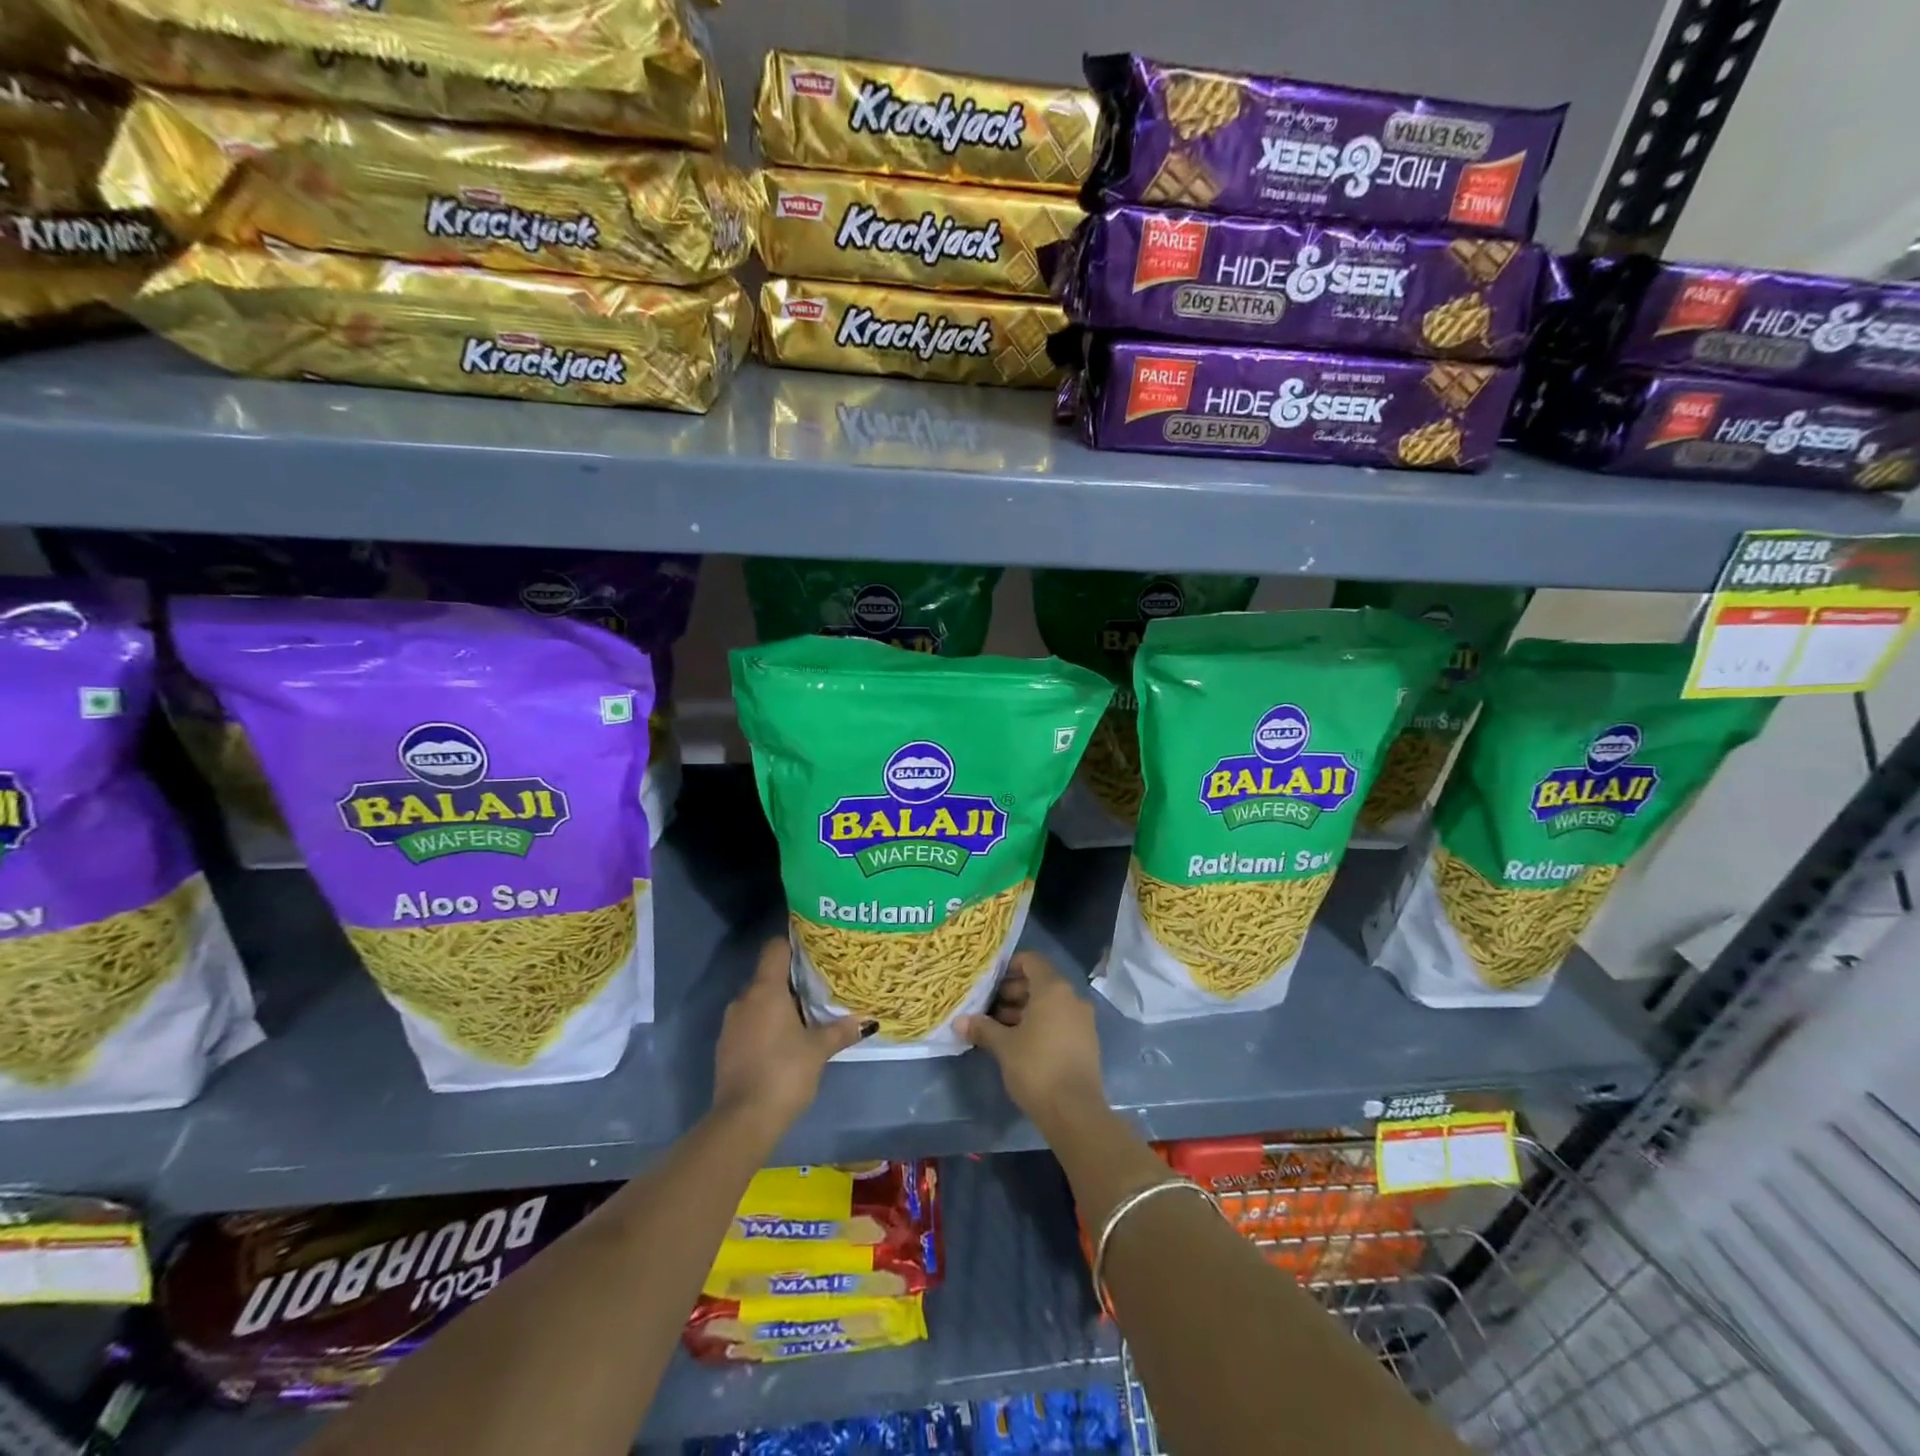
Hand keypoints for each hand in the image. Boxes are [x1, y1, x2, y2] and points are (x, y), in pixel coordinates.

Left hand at [712, 939, 869, 1136]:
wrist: (743, 1120)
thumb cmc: (784, 1072)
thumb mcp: (819, 1049)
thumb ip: (841, 1030)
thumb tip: (866, 1020)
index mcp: (765, 990)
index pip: (775, 948)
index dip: (793, 944)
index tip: (814, 949)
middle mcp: (744, 999)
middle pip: (768, 975)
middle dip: (791, 979)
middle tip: (819, 984)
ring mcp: (731, 1024)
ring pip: (758, 1001)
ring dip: (778, 1004)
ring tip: (806, 1013)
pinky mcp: (726, 1047)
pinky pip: (750, 1023)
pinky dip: (766, 1025)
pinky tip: (785, 1040)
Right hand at [957, 952, 1106, 1133]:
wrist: (1075, 1111)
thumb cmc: (1036, 1067)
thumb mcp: (1004, 1046)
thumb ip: (983, 1028)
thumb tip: (959, 1021)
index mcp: (1053, 989)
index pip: (1031, 961)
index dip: (1009, 966)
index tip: (989, 982)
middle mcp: (1072, 998)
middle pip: (1040, 982)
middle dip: (1012, 992)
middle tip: (988, 1008)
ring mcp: (1082, 1020)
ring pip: (1049, 1004)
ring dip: (1024, 1010)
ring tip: (998, 1028)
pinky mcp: (1086, 1041)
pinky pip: (1059, 1021)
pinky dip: (1040, 1024)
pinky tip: (1019, 1043)